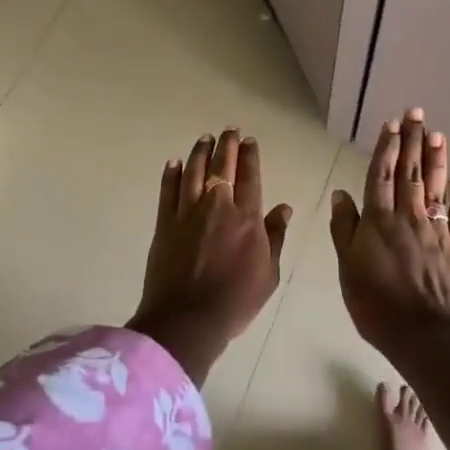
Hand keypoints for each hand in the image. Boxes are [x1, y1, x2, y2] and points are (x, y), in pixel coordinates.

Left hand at [128, 129, 291, 383]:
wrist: (187, 319)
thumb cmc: (235, 301)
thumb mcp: (268, 274)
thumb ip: (275, 237)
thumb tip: (284, 208)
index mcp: (246, 218)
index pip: (250, 177)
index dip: (250, 156)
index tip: (249, 141)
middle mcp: (217, 206)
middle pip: (222, 167)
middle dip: (226, 145)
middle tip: (228, 130)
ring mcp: (187, 213)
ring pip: (194, 172)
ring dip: (200, 152)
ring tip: (205, 138)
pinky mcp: (165, 223)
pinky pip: (167, 191)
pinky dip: (171, 174)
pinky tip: (175, 163)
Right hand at [329, 108, 449, 356]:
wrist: (426, 335)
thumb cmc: (377, 305)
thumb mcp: (347, 268)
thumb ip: (344, 229)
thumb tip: (341, 194)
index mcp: (378, 221)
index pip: (382, 175)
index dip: (386, 148)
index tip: (392, 124)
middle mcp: (408, 217)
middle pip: (410, 173)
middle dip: (413, 141)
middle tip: (417, 114)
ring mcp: (437, 231)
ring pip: (435, 187)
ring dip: (436, 159)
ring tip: (438, 134)